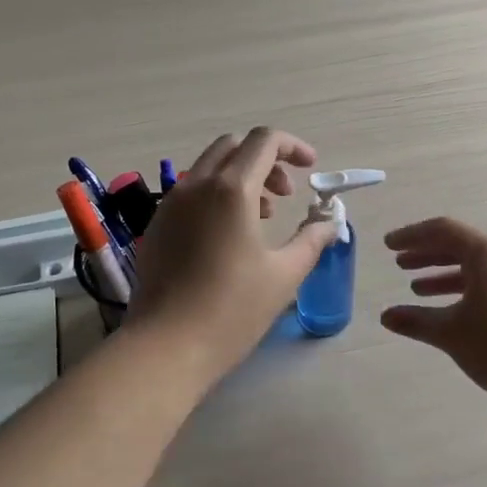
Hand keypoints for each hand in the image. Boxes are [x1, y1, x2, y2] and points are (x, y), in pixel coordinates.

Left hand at [124, 128, 339, 385]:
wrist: (166, 346)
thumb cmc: (232, 309)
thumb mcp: (284, 274)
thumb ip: (312, 239)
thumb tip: (330, 223)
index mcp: (232, 189)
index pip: (264, 140)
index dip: (293, 146)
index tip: (311, 169)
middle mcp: (196, 185)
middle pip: (234, 147)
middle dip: (266, 160)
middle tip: (286, 195)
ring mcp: (170, 204)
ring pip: (209, 168)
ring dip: (241, 177)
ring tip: (262, 218)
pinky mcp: (156, 225)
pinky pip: (190, 193)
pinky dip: (216, 196)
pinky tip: (227, 236)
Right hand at [381, 218, 486, 407]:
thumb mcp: (450, 331)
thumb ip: (416, 321)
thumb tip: (385, 316)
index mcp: (485, 254)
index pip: (442, 230)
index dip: (411, 236)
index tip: (387, 245)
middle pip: (458, 246)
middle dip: (426, 254)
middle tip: (399, 263)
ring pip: (472, 268)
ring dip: (442, 274)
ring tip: (417, 288)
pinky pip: (485, 284)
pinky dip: (461, 291)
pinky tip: (448, 311)